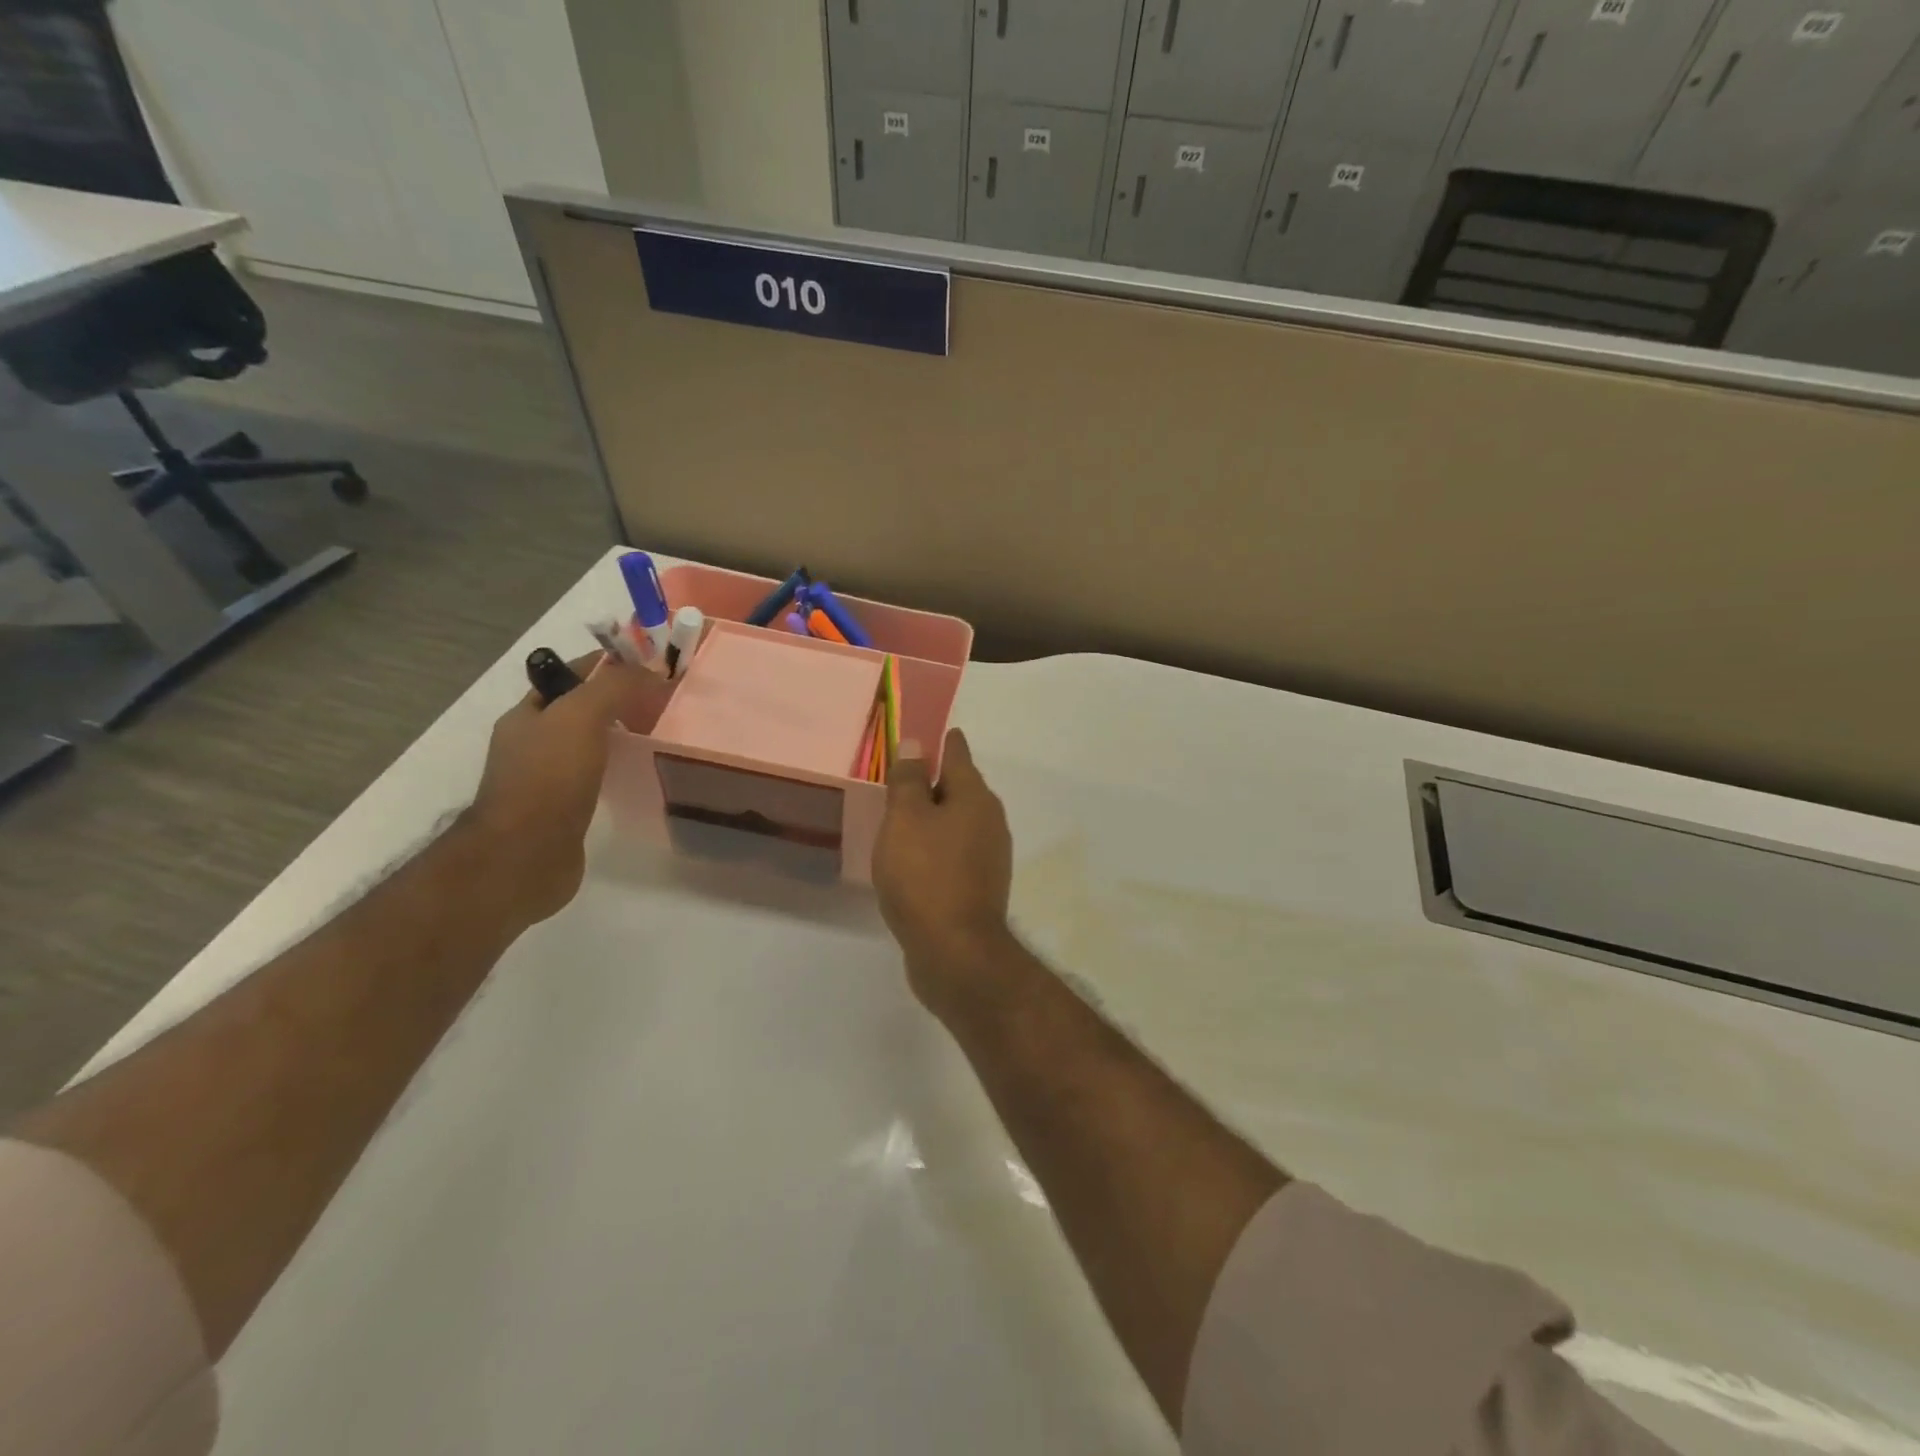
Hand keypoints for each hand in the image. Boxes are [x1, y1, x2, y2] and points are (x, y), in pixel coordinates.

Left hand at [465, 652, 666, 923]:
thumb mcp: (580, 716)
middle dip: (622, 699)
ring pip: (592, 742)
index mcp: (528, 714)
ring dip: (623, 734)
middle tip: (666, 703)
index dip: (612, 664)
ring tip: (661, 735)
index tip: (653, 667)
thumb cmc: (548, 780)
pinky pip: (598, 774)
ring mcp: (548, 777)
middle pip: (584, 707)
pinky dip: (620, 767)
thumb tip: (651, 671)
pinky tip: (642, 772)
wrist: (524, 857)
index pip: (572, 674)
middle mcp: (534, 742)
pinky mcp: (566, 808)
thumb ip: (614, 686)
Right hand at [872, 729, 1014, 1018]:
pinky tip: (915, 858)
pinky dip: (936, 847)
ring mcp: (989, 856)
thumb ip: (909, 780)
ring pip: (958, 823)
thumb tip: (917, 744)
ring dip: (935, 817)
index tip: (931, 732)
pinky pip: (955, 852)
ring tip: (903, 816)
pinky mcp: (980, 886)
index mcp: (975, 797)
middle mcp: (990, 821)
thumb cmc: (925, 875)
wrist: (955, 952)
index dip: (943, 742)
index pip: (958, 755)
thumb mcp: (906, 819)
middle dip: (936, 781)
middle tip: (903, 776)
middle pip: (961, 789)